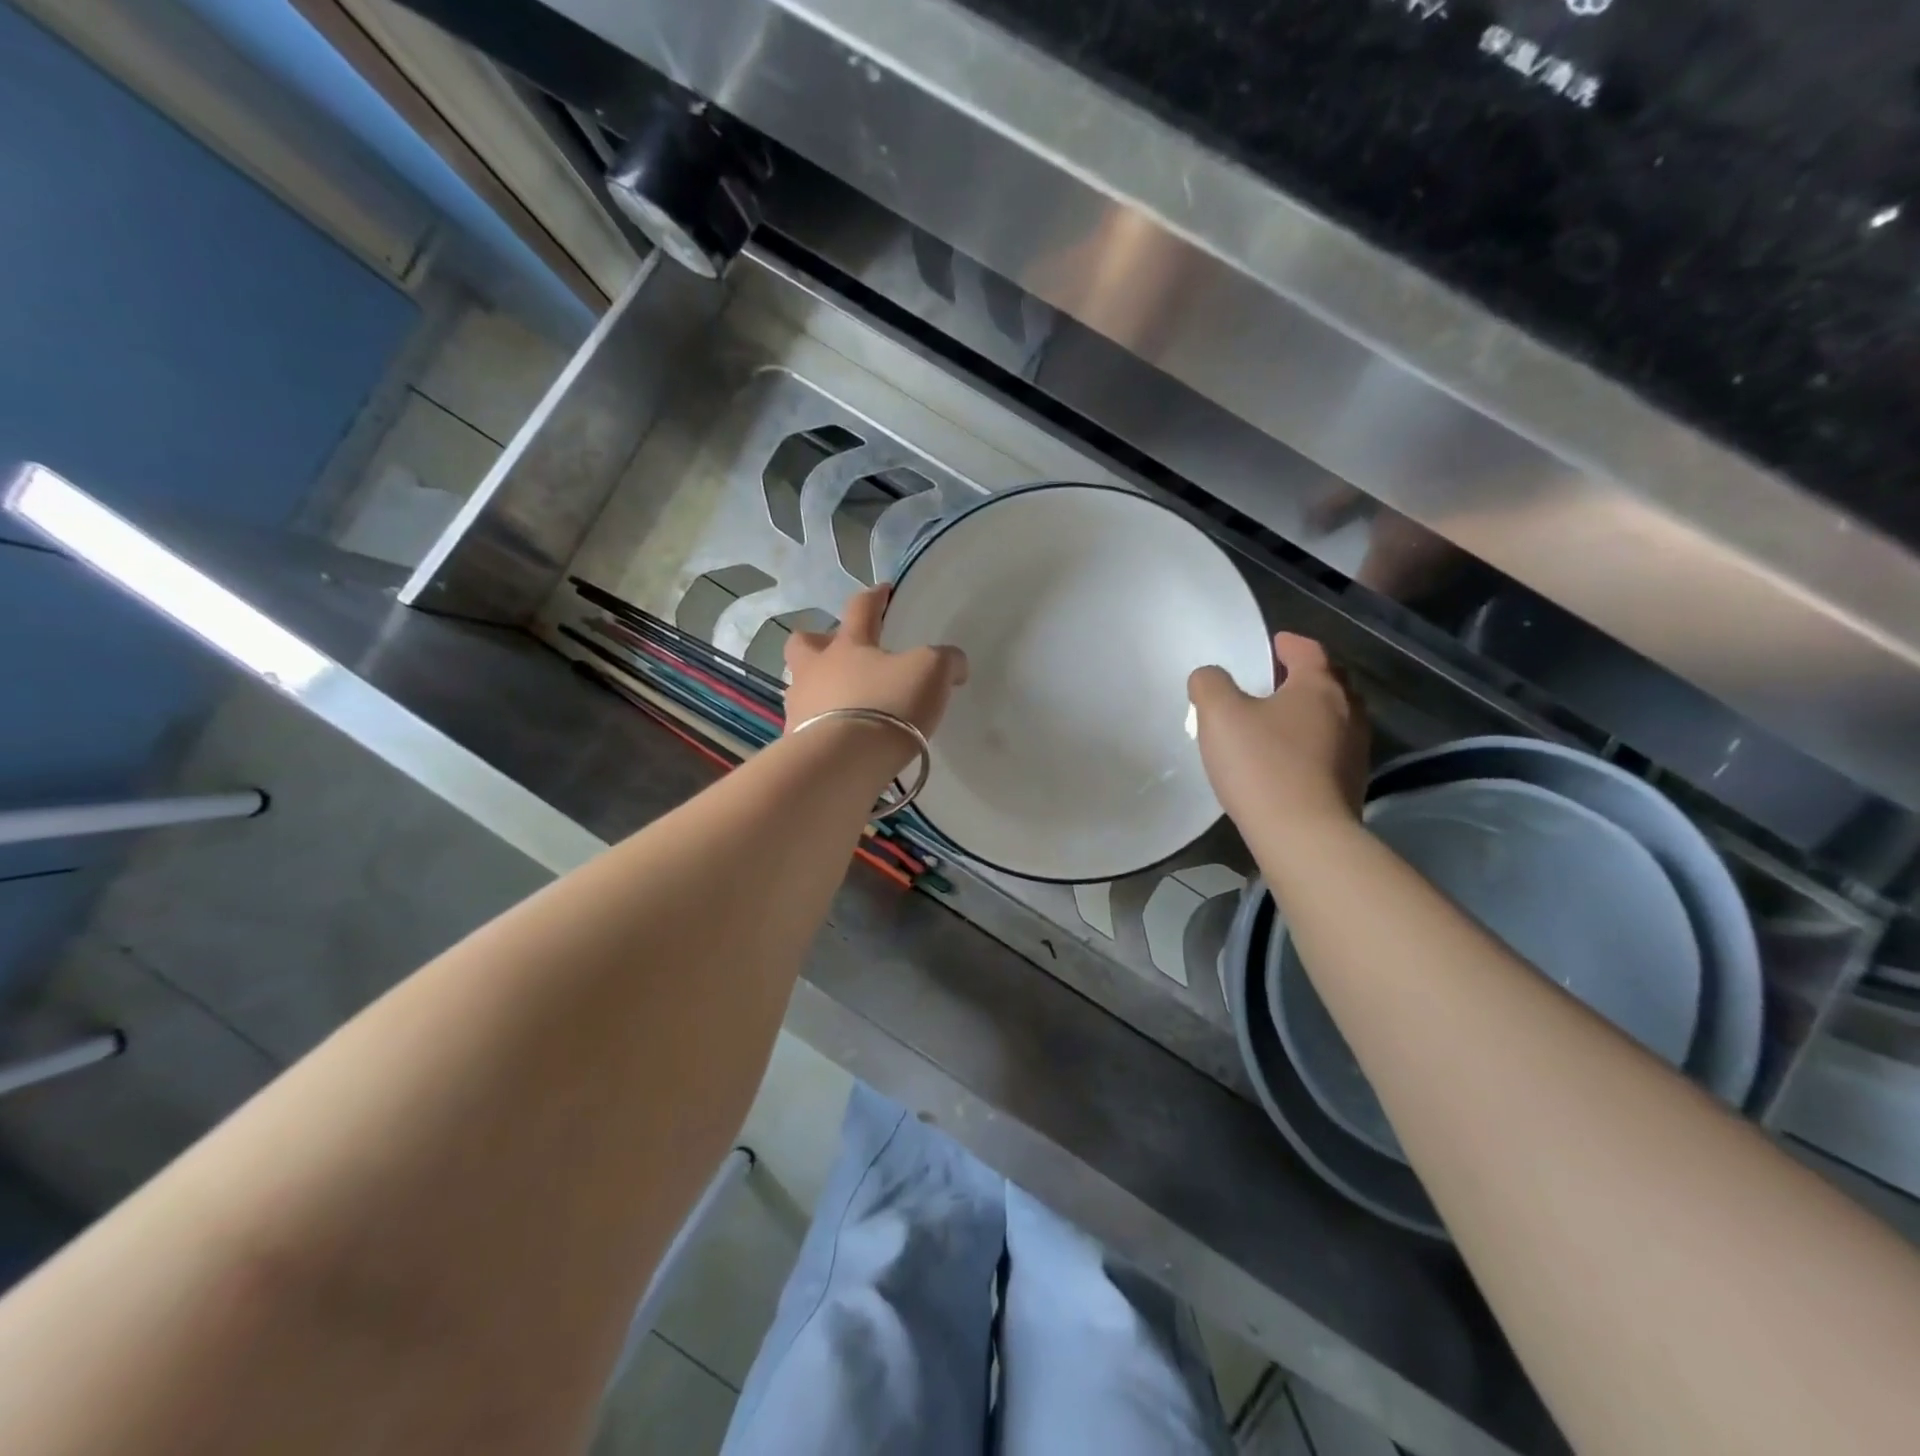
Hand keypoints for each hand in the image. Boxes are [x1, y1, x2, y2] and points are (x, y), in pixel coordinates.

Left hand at [784, 585, 968, 744]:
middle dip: (817, 641)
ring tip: (842, 705)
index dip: (875, 597)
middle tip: (837, 652)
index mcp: (848, 645)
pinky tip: (841, 741)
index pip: (861, 608)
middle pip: (803, 644)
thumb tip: (954, 664)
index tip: (883, 591)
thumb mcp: (931, 673)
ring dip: (818, 689)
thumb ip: (945, 661)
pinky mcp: (796, 744)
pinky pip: (806, 727)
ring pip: (800, 687)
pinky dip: (821, 729)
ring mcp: (800, 707)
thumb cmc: (887, 704)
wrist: (844, 762)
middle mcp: (816, 670)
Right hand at [1188, 633, 1368, 832]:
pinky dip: (1312, 744)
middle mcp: (1348, 712)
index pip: (1310, 651)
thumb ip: (1210, 685)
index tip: (1273, 644)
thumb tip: (1210, 677)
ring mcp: (1356, 750)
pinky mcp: (1352, 784)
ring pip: (1334, 718)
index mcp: (1319, 687)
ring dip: (1310, 713)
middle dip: (1304, 677)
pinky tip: (1289, 760)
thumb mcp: (1219, 715)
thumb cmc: (1262, 765)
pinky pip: (1331, 750)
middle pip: (1329, 682)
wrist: (1303, 835)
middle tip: (1275, 681)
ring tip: (1279, 721)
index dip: (1289, 644)